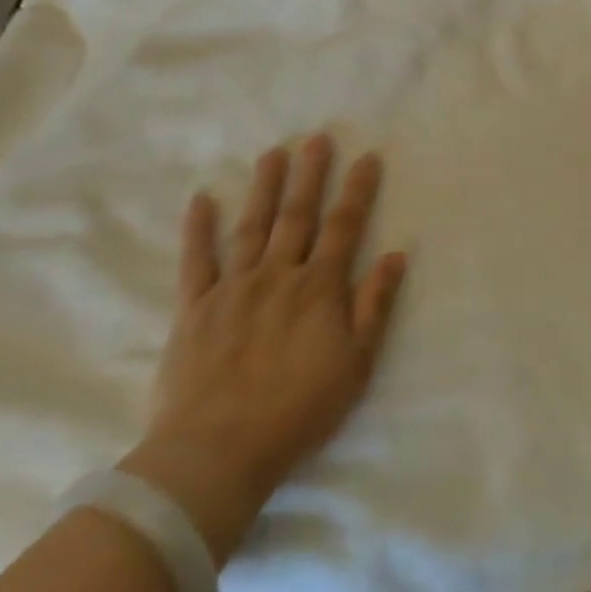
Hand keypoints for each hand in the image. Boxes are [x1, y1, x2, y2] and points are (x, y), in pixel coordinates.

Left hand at [120, 136, 407, 563]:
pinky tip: (202, 199)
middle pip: (298, 215)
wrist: (217, 452)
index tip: (367, 157)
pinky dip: (199, 229)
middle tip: (317, 138)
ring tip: (273, 153)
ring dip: (264, 187)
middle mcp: (278, 275)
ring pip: (252, 226)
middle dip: (310, 174)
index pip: (345, 226)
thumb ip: (375, 304)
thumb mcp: (356, 362)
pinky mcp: (194, 308)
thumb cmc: (299, 410)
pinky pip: (196, 261)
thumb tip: (396, 254)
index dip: (357, 190)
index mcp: (319, 287)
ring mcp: (233, 288)